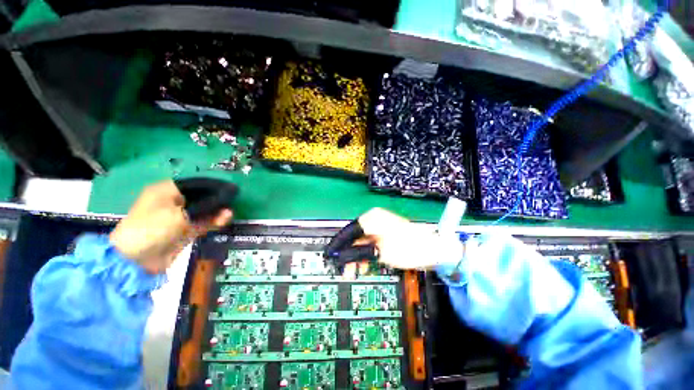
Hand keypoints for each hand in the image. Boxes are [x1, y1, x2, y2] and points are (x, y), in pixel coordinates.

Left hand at [109, 180, 232, 273]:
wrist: (136, 260)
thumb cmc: (153, 228)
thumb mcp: (178, 214)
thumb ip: (205, 207)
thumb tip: (225, 203)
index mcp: (166, 191)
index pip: (194, 184)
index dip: (212, 186)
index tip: (229, 188)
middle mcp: (173, 202)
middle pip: (201, 197)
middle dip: (216, 200)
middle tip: (232, 201)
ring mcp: (179, 217)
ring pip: (203, 211)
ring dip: (216, 211)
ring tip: (229, 213)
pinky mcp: (185, 230)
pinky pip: (203, 222)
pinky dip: (213, 221)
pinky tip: (224, 219)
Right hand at [344, 208, 463, 271]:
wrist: (432, 249)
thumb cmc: (408, 248)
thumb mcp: (380, 252)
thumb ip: (358, 253)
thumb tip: (340, 257)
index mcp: (372, 219)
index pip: (349, 231)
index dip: (338, 244)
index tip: (329, 255)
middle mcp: (373, 219)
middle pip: (354, 236)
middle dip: (348, 253)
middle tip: (343, 269)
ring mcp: (379, 226)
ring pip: (361, 241)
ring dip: (356, 256)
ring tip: (353, 271)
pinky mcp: (383, 233)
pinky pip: (369, 243)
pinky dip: (365, 254)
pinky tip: (365, 265)